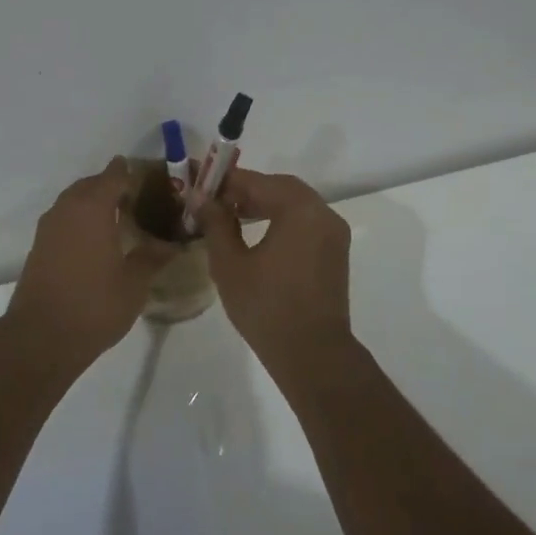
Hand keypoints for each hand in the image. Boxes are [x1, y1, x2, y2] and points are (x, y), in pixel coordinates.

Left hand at [3, 158, 174, 371]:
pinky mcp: (39, 247)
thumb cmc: (95, 305)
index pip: (114, 175)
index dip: (132, 174)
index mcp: (92, 208)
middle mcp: (67, 209)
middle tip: (138, 199)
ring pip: (73, 201)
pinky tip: (96, 240)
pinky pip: (64, 220)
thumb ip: (153, 257)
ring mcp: (48, 228)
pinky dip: (80, 220)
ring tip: (118, 218)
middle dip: (112, 186)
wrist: (41, 336)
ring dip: (93, 203)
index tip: (151, 180)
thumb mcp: (134, 283)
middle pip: (91, 184)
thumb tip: (172, 244)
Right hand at [196, 168, 353, 363]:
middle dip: (247, 190)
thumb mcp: (230, 263)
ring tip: (231, 217)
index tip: (200, 185)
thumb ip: (216, 223)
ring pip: (295, 205)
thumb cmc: (266, 306)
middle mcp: (323, 214)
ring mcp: (334, 234)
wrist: (312, 353)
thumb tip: (201, 198)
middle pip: (281, 188)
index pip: (258, 182)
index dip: (226, 181)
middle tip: (215, 201)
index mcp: (300, 210)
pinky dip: (281, 220)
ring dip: (264, 205)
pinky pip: (305, 223)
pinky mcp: (335, 253)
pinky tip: (257, 235)